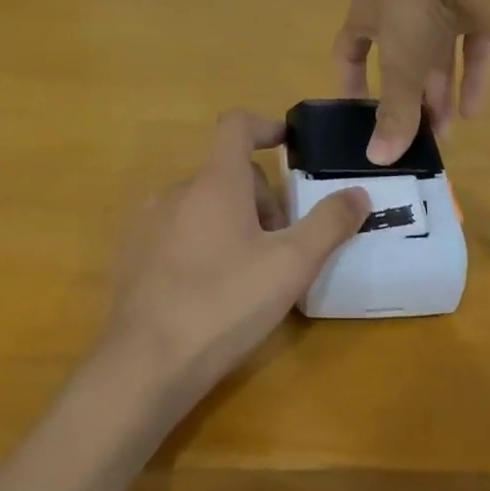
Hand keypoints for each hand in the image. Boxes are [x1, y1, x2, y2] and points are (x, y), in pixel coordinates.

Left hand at [101, 112, 368, 413]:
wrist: (146, 365)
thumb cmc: (225, 304)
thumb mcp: (291, 265)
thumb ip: (329, 223)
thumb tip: (357, 193)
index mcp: (215, 182)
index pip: (237, 126)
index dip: (266, 126)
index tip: (289, 144)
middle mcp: (176, 190)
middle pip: (227, 174)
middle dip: (260, 199)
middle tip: (281, 246)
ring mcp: (147, 223)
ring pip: (202, 204)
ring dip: (231, 222)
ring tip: (247, 272)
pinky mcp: (132, 255)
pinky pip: (175, 231)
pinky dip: (200, 243)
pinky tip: (209, 289)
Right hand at [333, 0, 489, 165]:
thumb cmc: (417, 3)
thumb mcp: (402, 63)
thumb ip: (394, 111)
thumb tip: (377, 159)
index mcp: (371, 8)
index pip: (349, 46)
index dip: (350, 79)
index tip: (357, 113)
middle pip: (402, 55)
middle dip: (410, 95)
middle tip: (419, 132)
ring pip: (438, 49)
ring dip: (441, 90)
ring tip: (450, 130)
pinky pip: (472, 39)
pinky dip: (472, 72)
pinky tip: (476, 108)